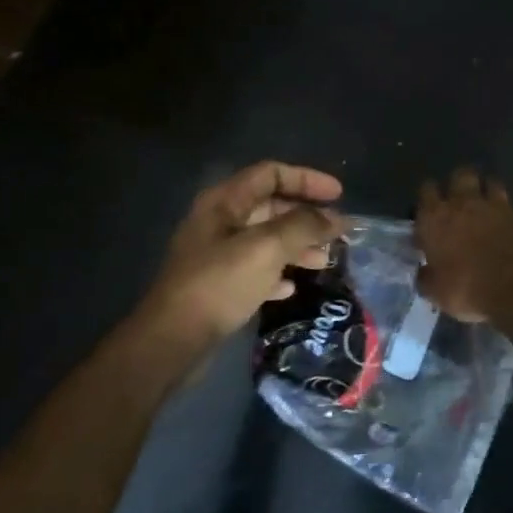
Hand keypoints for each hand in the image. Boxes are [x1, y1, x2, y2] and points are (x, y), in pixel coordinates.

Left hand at [139, 161, 343, 346]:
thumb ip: (304, 226)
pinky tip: (291, 287)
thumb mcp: (267, 248)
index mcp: (224, 202)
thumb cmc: (219, 284)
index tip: (339, 195)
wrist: (173, 339)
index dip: (307, 179)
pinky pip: (255, 269)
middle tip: (336, 233)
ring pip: (265, 240)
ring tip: (323, 262)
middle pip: (270, 206)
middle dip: (305, 217)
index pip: (271, 173)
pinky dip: (277, 273)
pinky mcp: (218, 285)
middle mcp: (219, 222)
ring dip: (296, 246)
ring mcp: (216, 254)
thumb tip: (336, 218)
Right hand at [416, 168, 512, 322]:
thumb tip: (424, 273)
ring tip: (493, 203)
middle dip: (461, 181)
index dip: (428, 196)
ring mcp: (502, 208)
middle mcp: (467, 203)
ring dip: (493, 190)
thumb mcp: (435, 293)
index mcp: (437, 218)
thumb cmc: (467, 291)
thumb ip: (427, 278)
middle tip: (461, 196)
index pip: (427, 190)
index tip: (429, 208)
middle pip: (462, 175)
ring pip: (495, 183)